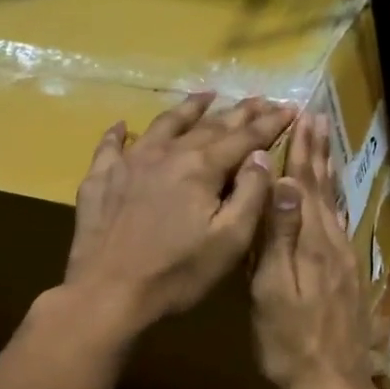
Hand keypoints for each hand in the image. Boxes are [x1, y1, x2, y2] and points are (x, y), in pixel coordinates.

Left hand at [65, 92, 294, 337]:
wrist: (108, 292)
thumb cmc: (177, 272)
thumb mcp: (230, 240)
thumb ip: (250, 193)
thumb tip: (261, 156)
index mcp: (201, 167)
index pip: (244, 137)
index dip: (270, 123)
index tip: (290, 108)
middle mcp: (166, 153)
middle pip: (209, 125)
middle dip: (239, 112)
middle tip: (260, 99)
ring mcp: (129, 162)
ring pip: (164, 124)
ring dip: (189, 108)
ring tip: (206, 96)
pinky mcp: (100, 178)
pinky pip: (111, 146)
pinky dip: (120, 133)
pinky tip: (123, 125)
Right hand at [251, 114, 371, 388]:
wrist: (333, 383)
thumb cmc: (290, 341)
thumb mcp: (274, 290)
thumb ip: (280, 237)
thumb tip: (284, 184)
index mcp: (312, 243)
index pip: (305, 186)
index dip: (302, 152)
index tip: (303, 117)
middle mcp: (333, 243)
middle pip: (325, 189)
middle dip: (318, 152)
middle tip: (317, 119)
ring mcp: (344, 260)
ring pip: (335, 204)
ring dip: (328, 172)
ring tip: (324, 147)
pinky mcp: (348, 275)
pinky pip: (340, 224)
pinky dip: (334, 201)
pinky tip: (333, 201)